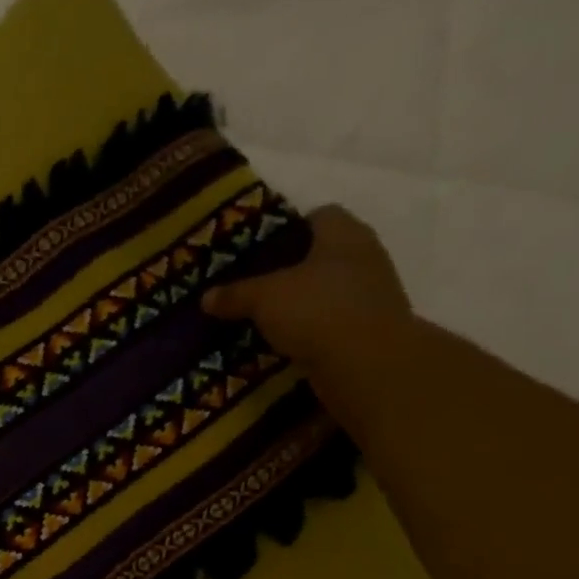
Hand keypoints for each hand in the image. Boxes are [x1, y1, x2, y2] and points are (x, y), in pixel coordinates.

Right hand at [202, 204, 410, 368]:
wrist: (368, 364)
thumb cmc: (317, 310)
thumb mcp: (264, 298)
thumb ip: (235, 294)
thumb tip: (205, 297)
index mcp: (344, 234)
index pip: (321, 215)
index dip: (290, 227)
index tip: (261, 248)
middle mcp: (365, 257)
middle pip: (324, 254)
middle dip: (292, 269)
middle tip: (256, 284)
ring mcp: (372, 294)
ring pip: (328, 290)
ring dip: (303, 302)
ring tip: (265, 317)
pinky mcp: (370, 329)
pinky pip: (333, 321)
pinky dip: (312, 329)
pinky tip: (285, 342)